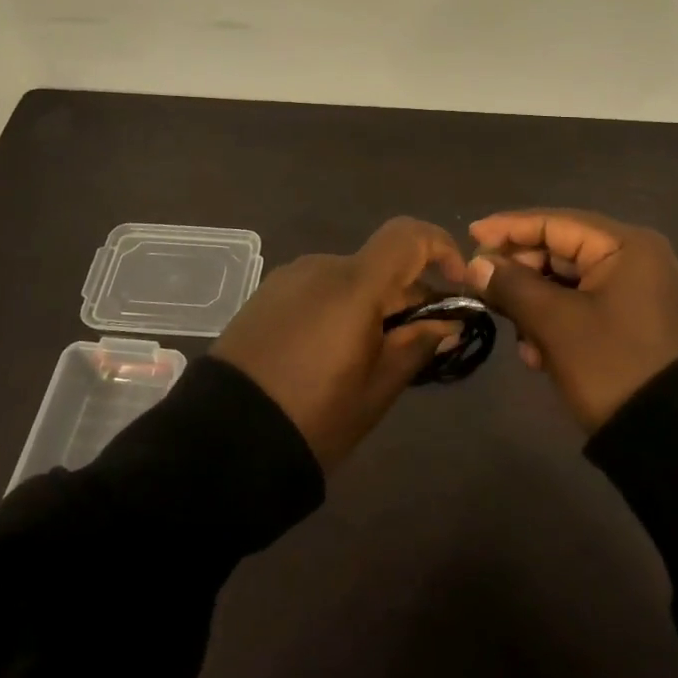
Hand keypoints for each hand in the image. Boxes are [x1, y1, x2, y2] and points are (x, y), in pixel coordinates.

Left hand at [212, 218, 467, 471]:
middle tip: (418, 342)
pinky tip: (332, 351)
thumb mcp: (377, 389)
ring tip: (372, 355)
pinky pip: (318, 289)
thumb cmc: (313, 417)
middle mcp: (321, 267)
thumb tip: (447, 323)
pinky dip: (340, 307)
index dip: (441, 248)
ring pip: (349, 278)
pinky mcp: (265, 296)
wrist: (221, 442)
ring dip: (373, 303)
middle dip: (408, 293)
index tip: (456, 284)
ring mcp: (287, 278)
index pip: (408, 236)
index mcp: (353, 284)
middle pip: (380, 263)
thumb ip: (416, 346)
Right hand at [465, 207, 677, 430]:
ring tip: (515, 333)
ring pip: (568, 282)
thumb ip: (513, 285)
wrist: (676, 443)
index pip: (555, 222)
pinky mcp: (634, 321)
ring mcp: (638, 291)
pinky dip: (557, 322)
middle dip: (521, 273)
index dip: (508, 228)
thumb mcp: (556, 324)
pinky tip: (537, 354)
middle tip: (484, 289)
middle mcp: (636, 258)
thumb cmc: (613, 367)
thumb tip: (477, 264)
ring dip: (535, 304)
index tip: (469, 236)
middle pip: (561, 250)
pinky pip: (584, 306)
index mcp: (626, 246)